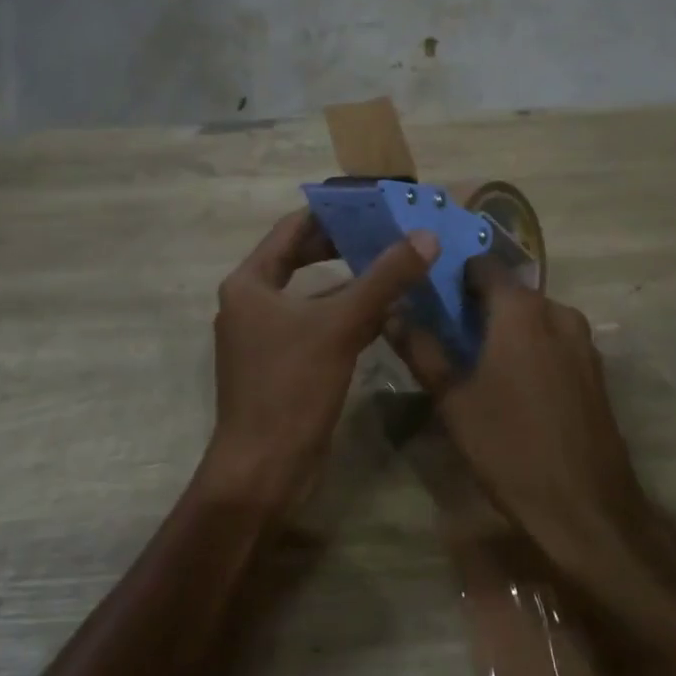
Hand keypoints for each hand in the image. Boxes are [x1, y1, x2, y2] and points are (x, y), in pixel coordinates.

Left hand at [202, 211, 439, 514]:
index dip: (331, 212)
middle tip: (388, 229)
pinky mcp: (283, 361)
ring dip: (350, 279)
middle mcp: (252, 301)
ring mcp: (266, 334)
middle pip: (301, 257)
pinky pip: (318, 322)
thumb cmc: (290, 389)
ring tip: (394, 261)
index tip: (371, 201)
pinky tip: (386, 309)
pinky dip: (347, 312)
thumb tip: (425, 238)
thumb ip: (383, 279)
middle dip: (344, 244)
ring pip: (313, 292)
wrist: (261, 474)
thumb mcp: (340, 327)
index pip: (293, 228)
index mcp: (249, 282)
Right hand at [394, 257, 652, 585]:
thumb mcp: (453, 400)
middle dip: (480, 306)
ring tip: (478, 362)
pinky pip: (555, 340)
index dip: (456, 276)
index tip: (434, 299)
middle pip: (510, 291)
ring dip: (507, 329)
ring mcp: (582, 341)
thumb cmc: (510, 447)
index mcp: (521, 309)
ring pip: (534, 317)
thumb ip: (421, 349)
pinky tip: (514, 385)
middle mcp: (557, 311)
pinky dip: (532, 348)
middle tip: (449, 335)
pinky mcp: (596, 369)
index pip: (483, 265)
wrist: (587, 510)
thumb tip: (391, 312)